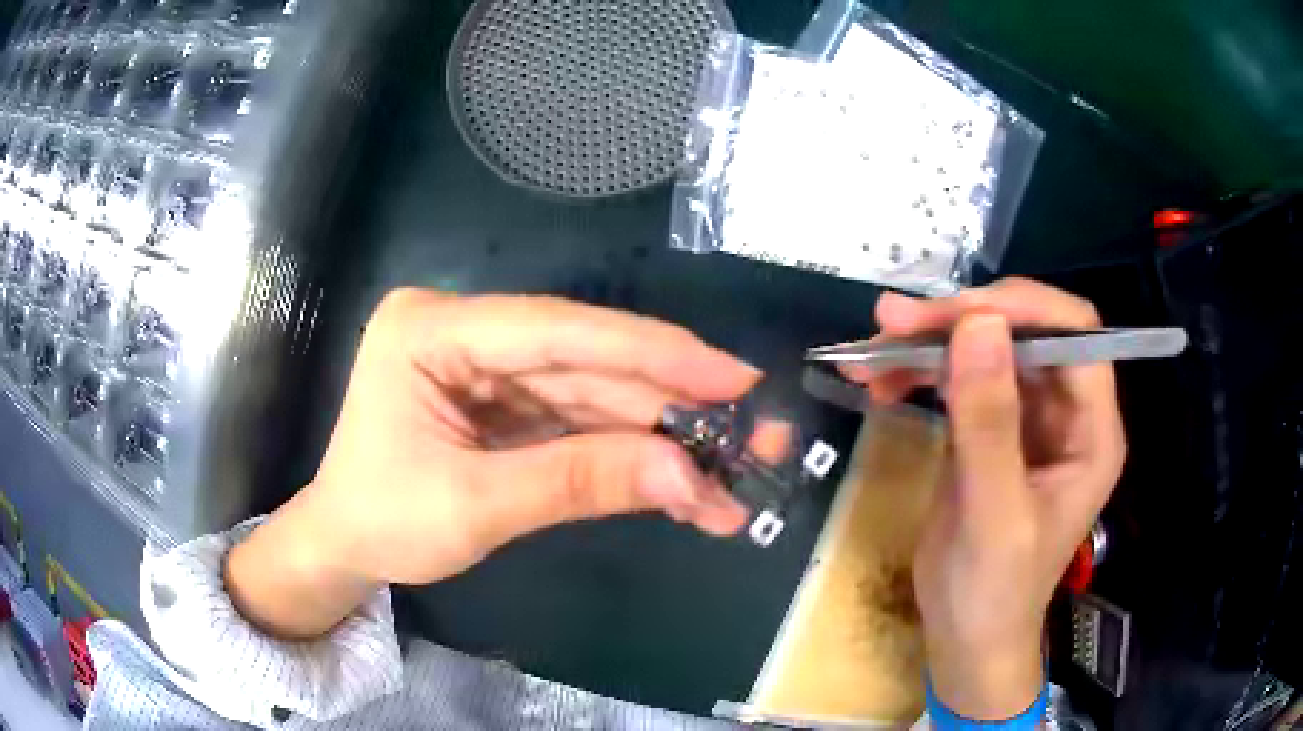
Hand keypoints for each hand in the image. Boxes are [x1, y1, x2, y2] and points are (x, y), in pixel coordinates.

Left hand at [226, 289, 761, 639]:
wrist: (345, 545)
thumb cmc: (381, 520)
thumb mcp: (473, 506)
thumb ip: (579, 483)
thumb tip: (690, 478)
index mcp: (431, 328)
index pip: (556, 330)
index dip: (652, 352)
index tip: (732, 376)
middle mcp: (466, 331)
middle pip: (587, 363)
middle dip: (673, 405)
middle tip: (754, 431)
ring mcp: (490, 366)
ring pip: (596, 395)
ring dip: (664, 437)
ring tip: (732, 472)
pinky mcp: (509, 402)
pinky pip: (582, 421)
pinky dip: (634, 453)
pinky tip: (685, 479)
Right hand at [846, 278, 1125, 719]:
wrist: (964, 639)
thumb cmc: (993, 593)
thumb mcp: (992, 516)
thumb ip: (989, 424)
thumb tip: (977, 324)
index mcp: (1092, 431)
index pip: (1074, 335)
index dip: (1023, 310)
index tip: (955, 315)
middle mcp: (1067, 412)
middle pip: (1025, 332)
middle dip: (960, 321)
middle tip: (893, 323)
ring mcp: (1028, 419)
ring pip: (986, 349)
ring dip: (930, 344)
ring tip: (870, 350)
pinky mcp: (990, 430)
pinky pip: (959, 379)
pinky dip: (919, 372)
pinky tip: (879, 380)